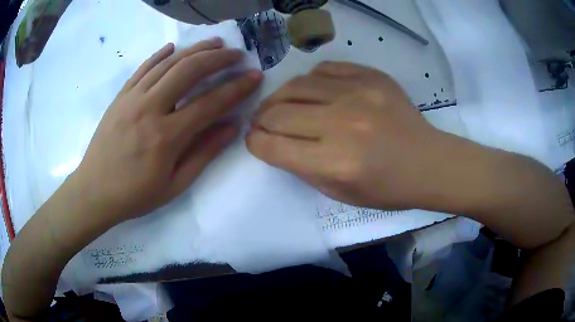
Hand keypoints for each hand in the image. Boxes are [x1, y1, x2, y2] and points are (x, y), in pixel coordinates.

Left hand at [73, 38, 262, 222]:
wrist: (94, 192)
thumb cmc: (135, 194)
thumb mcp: (174, 185)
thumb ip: (204, 153)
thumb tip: (232, 127)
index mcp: (166, 136)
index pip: (210, 103)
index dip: (236, 88)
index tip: (254, 76)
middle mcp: (150, 108)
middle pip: (189, 71)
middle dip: (218, 58)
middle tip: (236, 54)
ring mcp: (132, 98)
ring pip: (168, 63)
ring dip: (195, 50)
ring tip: (214, 43)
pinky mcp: (120, 96)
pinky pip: (143, 68)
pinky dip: (160, 54)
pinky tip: (173, 47)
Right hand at [247, 61, 444, 209]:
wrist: (427, 163)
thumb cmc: (386, 188)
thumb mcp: (338, 192)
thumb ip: (302, 168)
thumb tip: (275, 142)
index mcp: (334, 162)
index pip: (272, 146)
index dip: (256, 143)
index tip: (255, 140)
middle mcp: (342, 124)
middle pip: (277, 113)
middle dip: (261, 120)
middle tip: (263, 123)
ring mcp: (358, 93)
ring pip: (295, 85)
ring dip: (279, 97)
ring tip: (280, 105)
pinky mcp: (371, 76)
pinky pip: (324, 68)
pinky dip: (310, 80)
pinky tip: (312, 91)